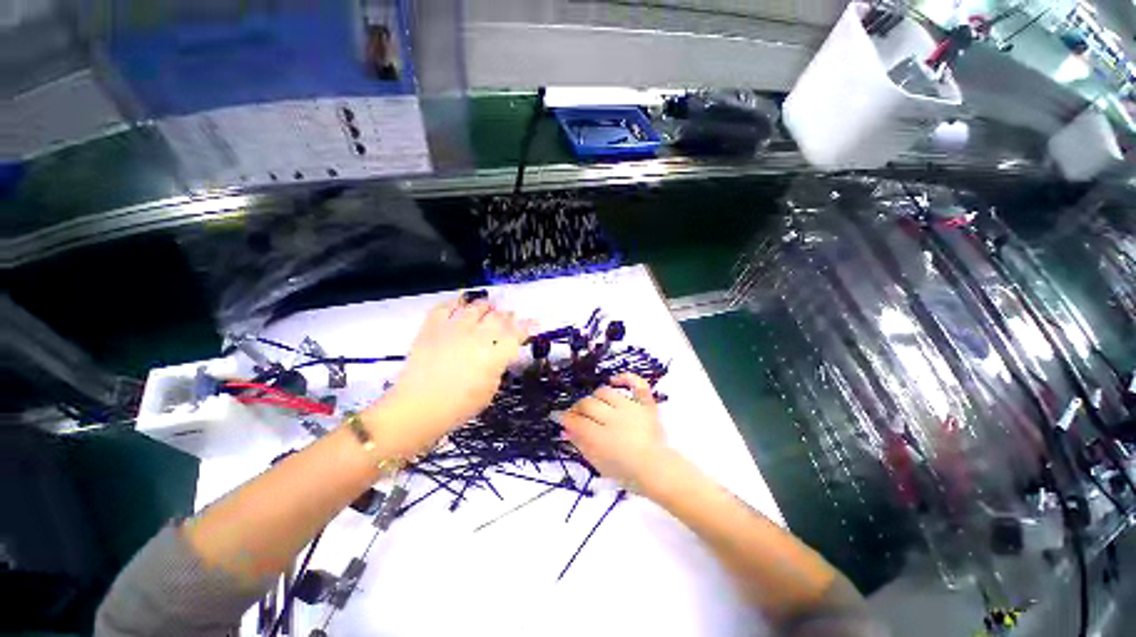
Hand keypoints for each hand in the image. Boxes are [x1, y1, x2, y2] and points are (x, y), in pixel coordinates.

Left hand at [365, 297, 532, 456]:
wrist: (417, 408)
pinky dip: (455, 302)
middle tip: (509, 317)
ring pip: (475, 307)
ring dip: (485, 306)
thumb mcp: (489, 392)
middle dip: (507, 315)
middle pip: (498, 317)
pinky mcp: (432, 328)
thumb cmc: (458, 407)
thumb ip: (497, 368)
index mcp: (493, 356)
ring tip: (488, 307)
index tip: (533, 323)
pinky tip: (460, 303)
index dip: (527, 327)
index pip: (516, 335)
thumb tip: (499, 355)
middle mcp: (476, 337)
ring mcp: (453, 329)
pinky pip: (445, 306)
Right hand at [562, 373, 668, 490]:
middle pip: (588, 404)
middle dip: (577, 408)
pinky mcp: (646, 404)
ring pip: (605, 392)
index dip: (565, 418)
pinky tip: (614, 380)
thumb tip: (564, 430)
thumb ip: (580, 445)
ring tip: (595, 405)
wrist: (658, 470)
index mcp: (601, 437)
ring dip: (596, 397)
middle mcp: (614, 418)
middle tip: (577, 415)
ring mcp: (631, 408)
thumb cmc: (626, 472)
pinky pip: (637, 384)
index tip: (560, 418)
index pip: (576, 421)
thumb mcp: (598, 464)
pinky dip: (626, 378)